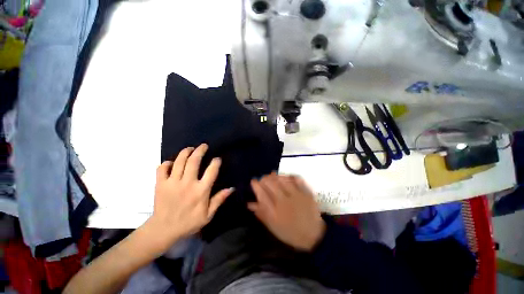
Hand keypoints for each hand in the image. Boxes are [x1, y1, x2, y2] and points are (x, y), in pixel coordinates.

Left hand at [146, 144, 233, 253]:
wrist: (163, 230)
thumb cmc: (189, 222)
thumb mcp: (208, 215)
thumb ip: (219, 200)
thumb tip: (231, 188)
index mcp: (201, 191)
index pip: (211, 171)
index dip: (215, 162)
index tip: (217, 159)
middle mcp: (187, 183)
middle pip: (194, 161)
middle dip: (200, 150)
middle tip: (203, 146)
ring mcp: (172, 183)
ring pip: (179, 161)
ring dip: (185, 152)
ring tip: (190, 148)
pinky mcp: (160, 184)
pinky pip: (162, 168)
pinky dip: (167, 163)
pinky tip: (171, 163)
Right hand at [249, 173, 325, 251]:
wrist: (313, 236)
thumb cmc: (290, 232)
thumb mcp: (273, 226)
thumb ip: (261, 214)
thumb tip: (250, 204)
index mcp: (275, 211)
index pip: (261, 193)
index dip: (256, 185)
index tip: (253, 181)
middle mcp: (284, 200)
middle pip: (271, 184)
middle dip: (264, 179)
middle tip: (263, 178)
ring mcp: (296, 195)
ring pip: (282, 180)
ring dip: (275, 176)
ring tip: (272, 175)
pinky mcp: (305, 193)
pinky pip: (297, 180)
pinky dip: (290, 176)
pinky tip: (286, 176)